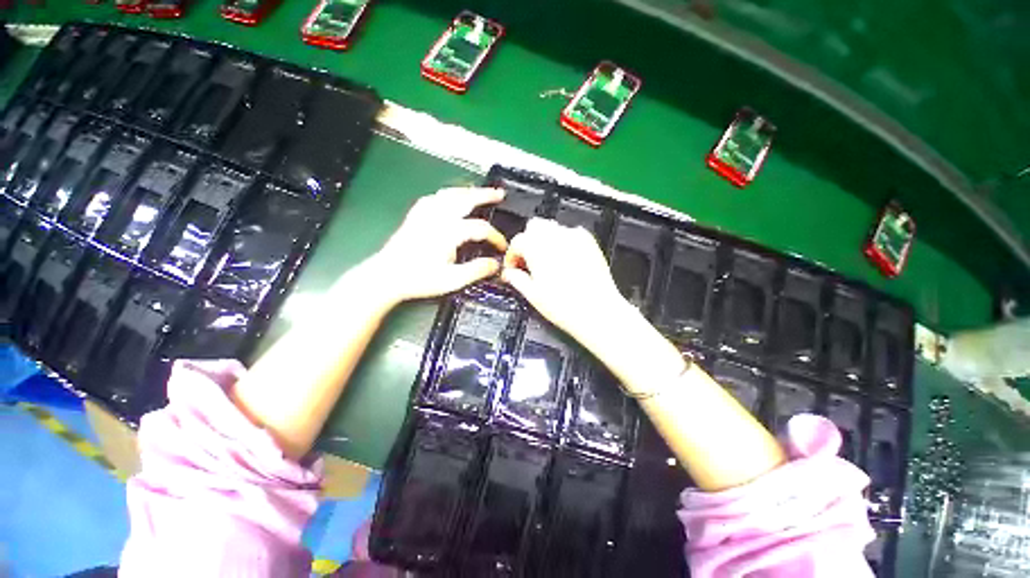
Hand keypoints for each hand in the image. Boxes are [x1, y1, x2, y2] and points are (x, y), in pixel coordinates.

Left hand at [370, 187, 507, 303]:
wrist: (386, 276)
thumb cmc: (418, 279)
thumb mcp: (453, 280)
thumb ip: (477, 270)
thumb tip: (495, 264)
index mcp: (449, 232)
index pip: (480, 228)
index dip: (496, 236)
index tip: (502, 247)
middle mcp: (438, 217)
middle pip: (466, 199)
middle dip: (485, 195)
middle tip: (499, 194)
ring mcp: (424, 214)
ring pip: (449, 194)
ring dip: (466, 191)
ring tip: (477, 191)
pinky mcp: (415, 217)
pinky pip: (432, 198)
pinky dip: (445, 195)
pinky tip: (448, 198)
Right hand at [502, 218, 634, 351]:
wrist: (597, 310)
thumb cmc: (565, 306)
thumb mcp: (533, 294)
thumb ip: (517, 279)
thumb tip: (509, 273)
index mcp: (536, 247)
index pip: (517, 242)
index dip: (512, 256)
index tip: (513, 268)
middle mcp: (554, 236)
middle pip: (534, 227)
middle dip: (528, 241)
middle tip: (529, 262)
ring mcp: (573, 237)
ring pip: (552, 227)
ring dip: (544, 240)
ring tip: (547, 261)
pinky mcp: (589, 241)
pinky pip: (571, 233)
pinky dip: (564, 241)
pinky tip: (565, 260)